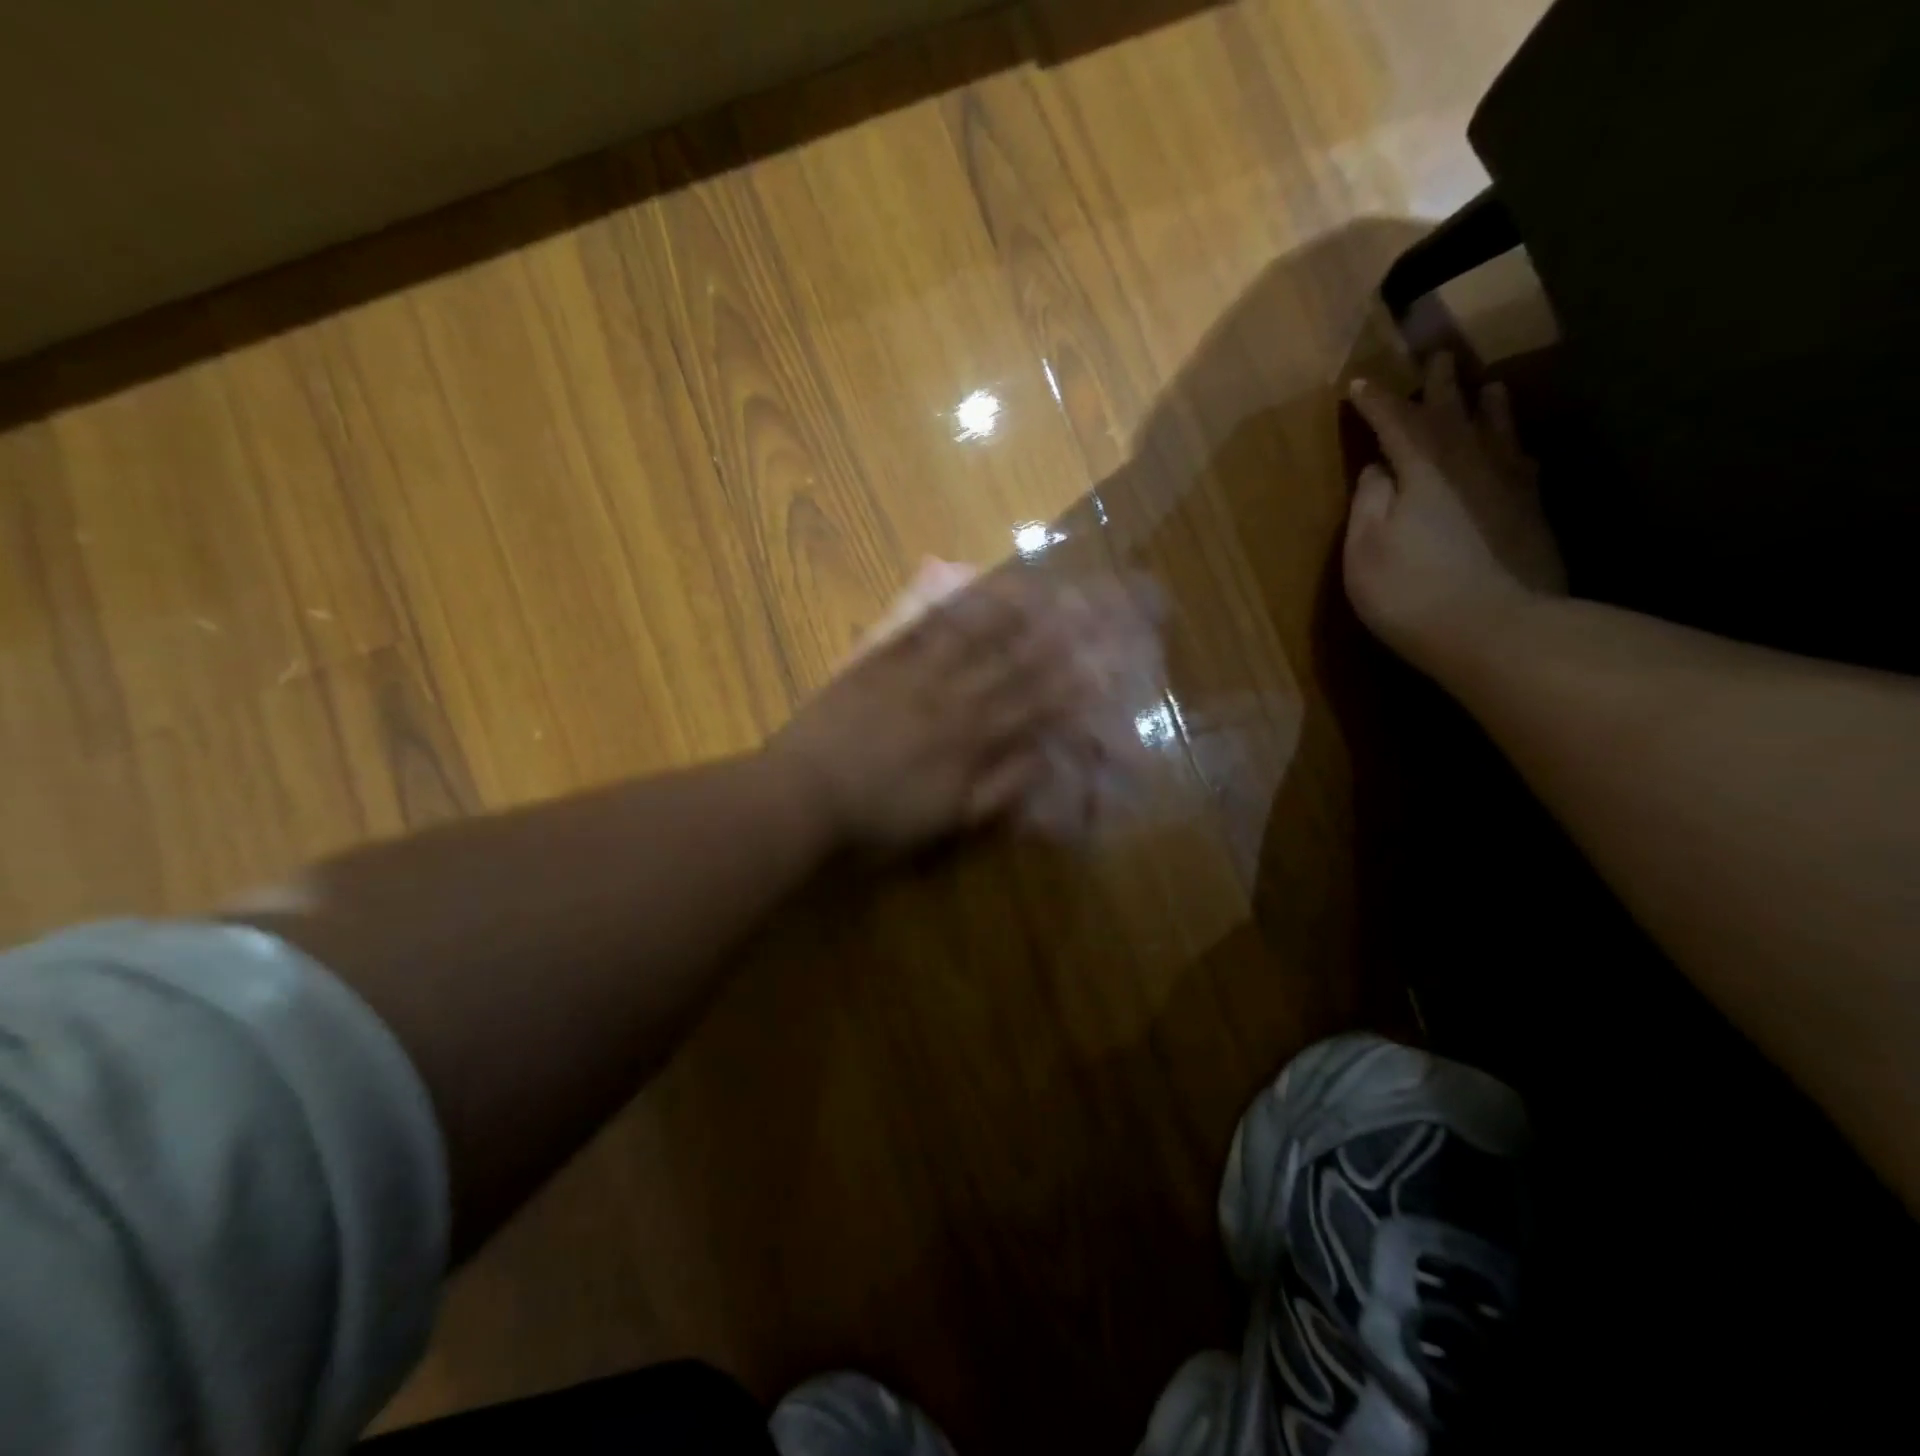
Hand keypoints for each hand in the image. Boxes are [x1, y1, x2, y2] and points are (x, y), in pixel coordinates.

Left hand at [767, 574, 1089, 852]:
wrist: (807, 793)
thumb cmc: (880, 815)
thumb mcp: (949, 818)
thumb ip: (1000, 788)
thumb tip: (1042, 757)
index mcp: (971, 738)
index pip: (1032, 704)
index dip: (1067, 684)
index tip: (1098, 661)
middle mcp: (952, 697)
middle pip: (1009, 663)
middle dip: (1049, 636)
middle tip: (1081, 607)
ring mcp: (915, 674)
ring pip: (970, 637)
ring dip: (1005, 611)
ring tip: (1035, 585)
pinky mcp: (879, 661)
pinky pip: (918, 629)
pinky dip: (944, 608)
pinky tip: (962, 588)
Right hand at [1344, 354, 1566, 678]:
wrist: (1499, 630)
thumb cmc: (1412, 591)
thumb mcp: (1365, 550)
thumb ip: (1369, 502)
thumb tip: (1378, 468)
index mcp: (1424, 469)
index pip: (1396, 422)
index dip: (1377, 402)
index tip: (1360, 383)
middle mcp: (1472, 463)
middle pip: (1453, 414)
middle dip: (1439, 386)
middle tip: (1437, 357)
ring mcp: (1510, 486)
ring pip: (1499, 431)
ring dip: (1488, 406)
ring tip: (1489, 386)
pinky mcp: (1533, 513)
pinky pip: (1523, 463)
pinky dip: (1514, 447)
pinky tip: (1516, 449)